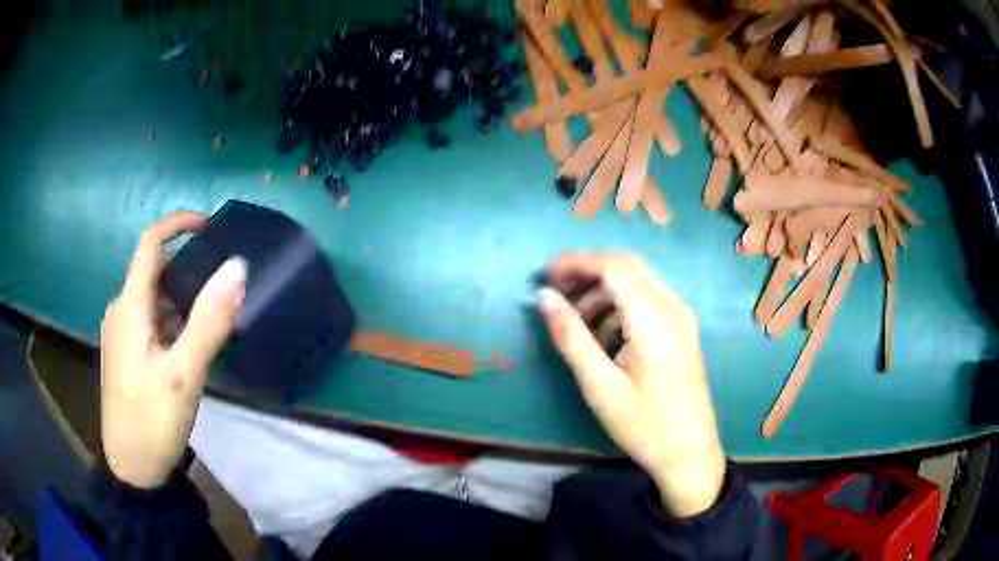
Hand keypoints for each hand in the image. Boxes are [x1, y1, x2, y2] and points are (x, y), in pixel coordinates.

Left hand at [101, 211, 246, 488]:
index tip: (210, 226)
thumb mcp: (184, 374)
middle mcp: (120, 312)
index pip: (150, 243)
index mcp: (129, 307)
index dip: (178, 224)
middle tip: (220, 289)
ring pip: (152, 301)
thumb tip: (237, 267)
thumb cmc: (152, 421)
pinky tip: (188, 349)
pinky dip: (171, 323)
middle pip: (153, 272)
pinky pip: (149, 323)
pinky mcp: (125, 355)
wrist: (132, 469)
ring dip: (180, 302)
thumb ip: (209, 321)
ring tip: (211, 323)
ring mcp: (121, 335)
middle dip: (186, 271)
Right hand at [537, 253, 724, 517]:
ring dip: (604, 291)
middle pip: (627, 267)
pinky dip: (621, 305)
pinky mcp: (684, 329)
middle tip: (555, 292)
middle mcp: (673, 308)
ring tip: (575, 321)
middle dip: (588, 272)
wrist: (690, 454)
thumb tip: (544, 298)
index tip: (545, 275)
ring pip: (638, 282)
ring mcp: (683, 318)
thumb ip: (572, 338)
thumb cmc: (645, 426)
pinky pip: (649, 300)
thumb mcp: (601, 387)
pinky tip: (605, 336)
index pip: (614, 267)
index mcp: (655, 320)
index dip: (578, 262)